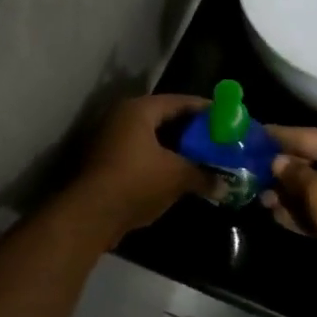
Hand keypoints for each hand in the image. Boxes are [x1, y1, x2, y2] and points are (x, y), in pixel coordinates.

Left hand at [72, 94, 214, 240]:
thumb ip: (203, 176)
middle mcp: (121, 118)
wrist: (90, 214)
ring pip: (151, 139)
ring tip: (201, 160)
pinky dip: (159, 162)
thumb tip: (225, 186)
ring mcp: (110, 140)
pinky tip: (177, 176)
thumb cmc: (136, 182)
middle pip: (164, 119)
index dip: (205, 110)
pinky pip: (140, 155)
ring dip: (175, 150)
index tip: (226, 118)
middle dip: (191, 132)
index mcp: (139, 110)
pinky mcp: (105, 162)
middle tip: (216, 140)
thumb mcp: (176, 177)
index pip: (179, 102)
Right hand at [262, 126, 316, 268]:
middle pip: (312, 162)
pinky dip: (306, 212)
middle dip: (282, 172)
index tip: (250, 137)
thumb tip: (277, 161)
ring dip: (291, 196)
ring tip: (263, 201)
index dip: (276, 138)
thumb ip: (295, 175)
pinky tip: (282, 218)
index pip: (306, 136)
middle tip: (250, 176)